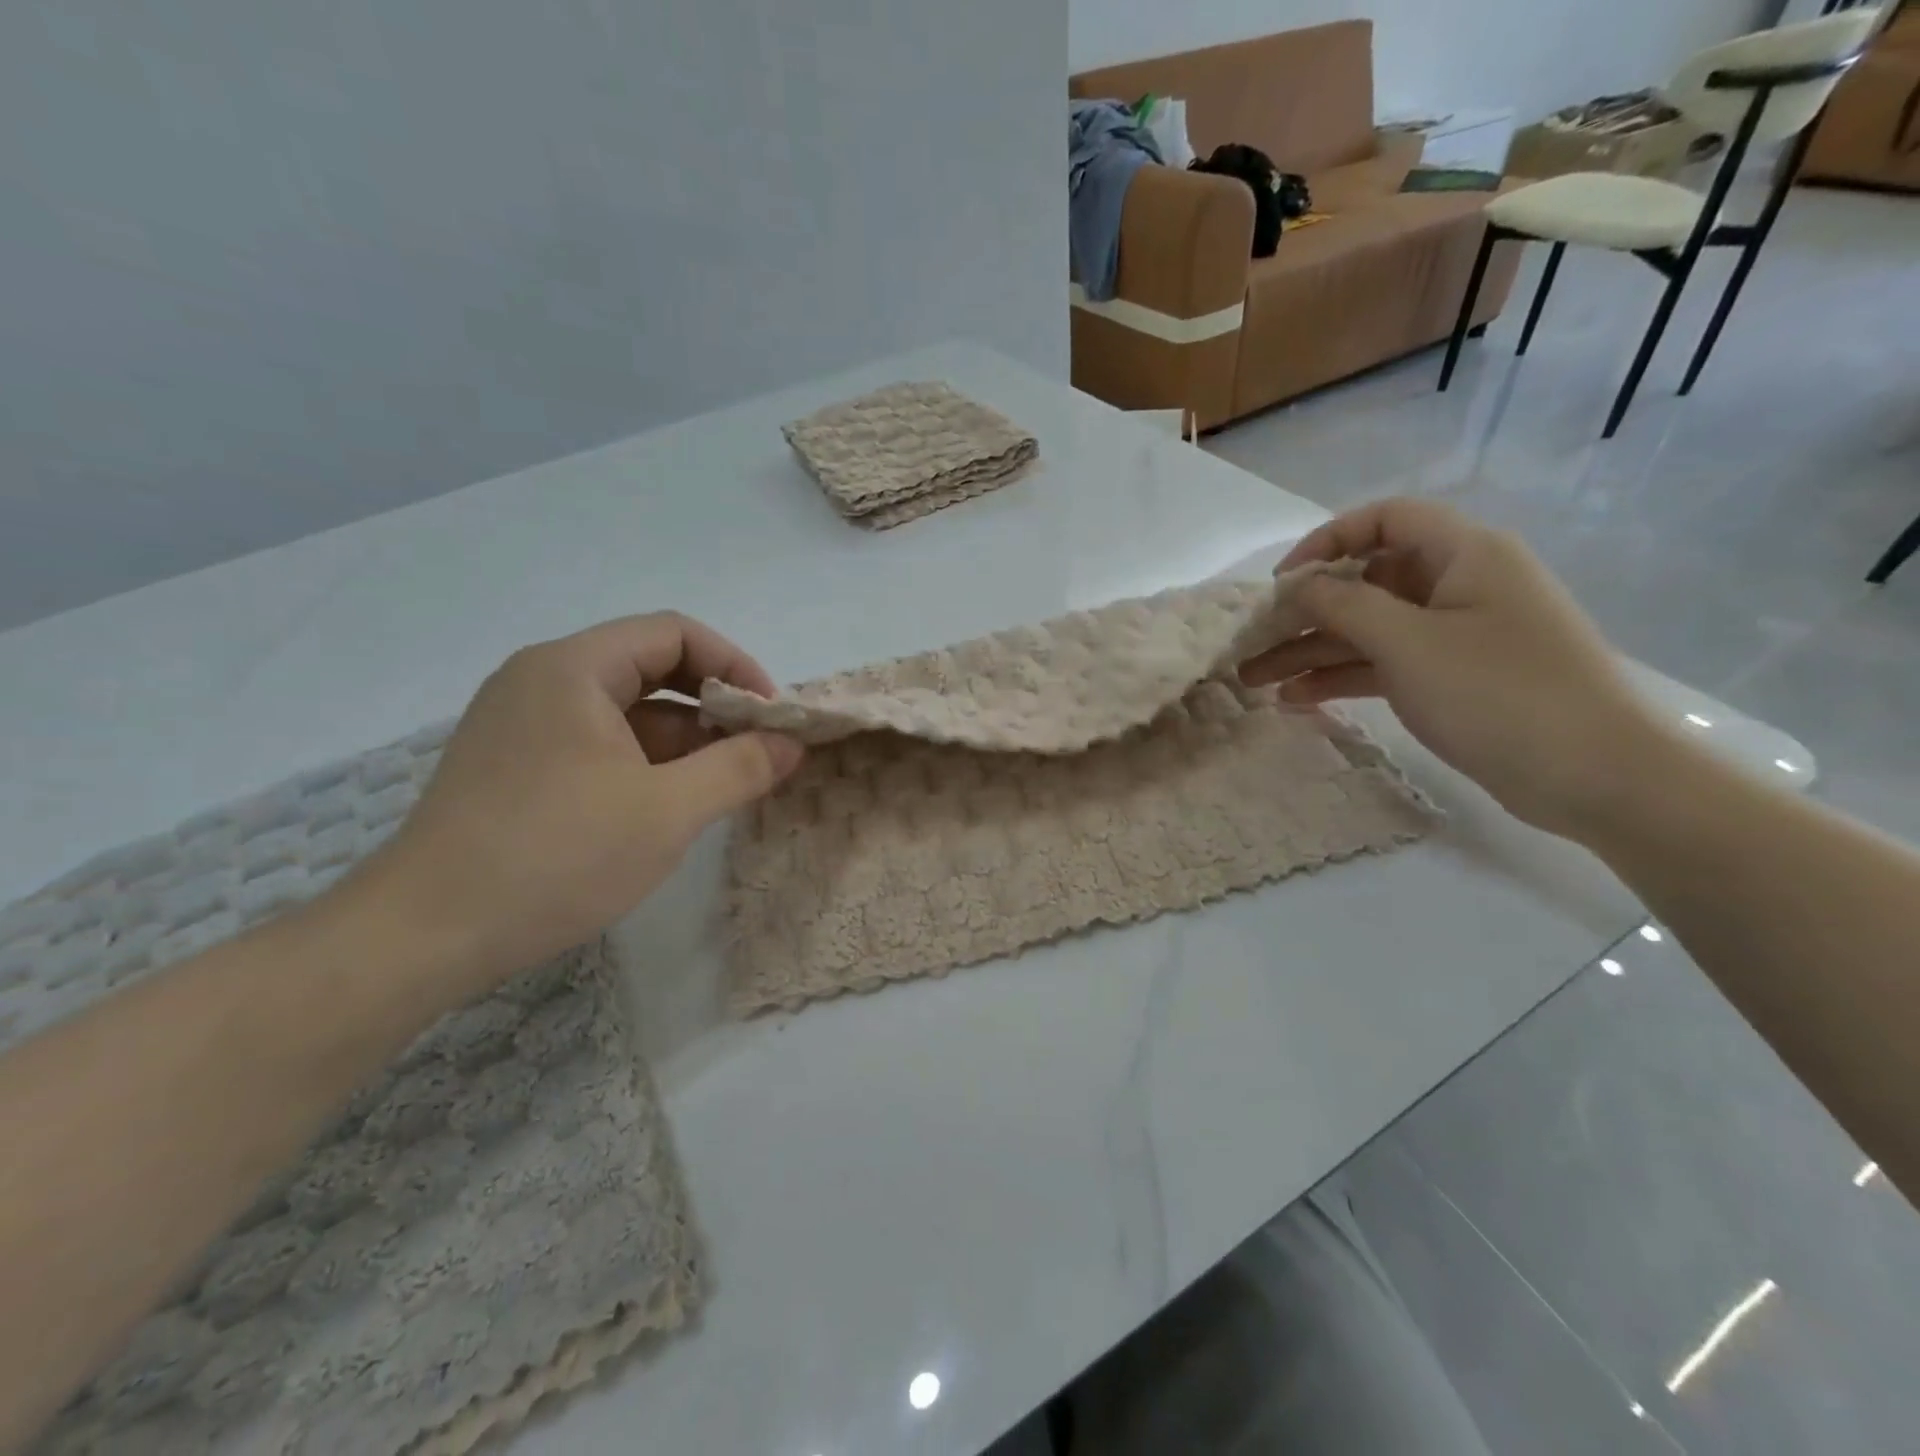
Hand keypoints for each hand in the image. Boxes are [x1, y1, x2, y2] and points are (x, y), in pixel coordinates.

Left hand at [355, 613, 801, 990]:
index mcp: (573, 668)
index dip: (734, 665)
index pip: (674, 634)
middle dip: (713, 705)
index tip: (771, 715)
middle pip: (650, 667)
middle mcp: (542, 680)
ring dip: (683, 739)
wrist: (423, 937)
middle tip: (756, 750)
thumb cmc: (555, 856)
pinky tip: (670, 804)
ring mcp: (523, 724)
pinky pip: (598, 743)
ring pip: (625, 710)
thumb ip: (741, 768)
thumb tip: (792, 743)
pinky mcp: (515, 766)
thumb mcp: (668, 811)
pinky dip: (644, 762)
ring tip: (723, 784)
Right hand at [1242, 499, 1670, 839]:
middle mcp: (1457, 585)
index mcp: (1463, 554)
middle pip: (1366, 582)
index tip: (1281, 583)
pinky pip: (1384, 664)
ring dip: (1312, 651)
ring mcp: (1454, 635)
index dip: (1326, 542)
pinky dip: (1341, 678)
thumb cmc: (1499, 692)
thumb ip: (1344, 605)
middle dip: (1304, 612)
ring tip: (1255, 682)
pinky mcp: (1451, 678)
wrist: (1594, 775)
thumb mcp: (1409, 642)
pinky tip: (1296, 700)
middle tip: (1251, 643)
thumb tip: (1297, 585)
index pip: (1384, 520)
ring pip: (1368, 629)